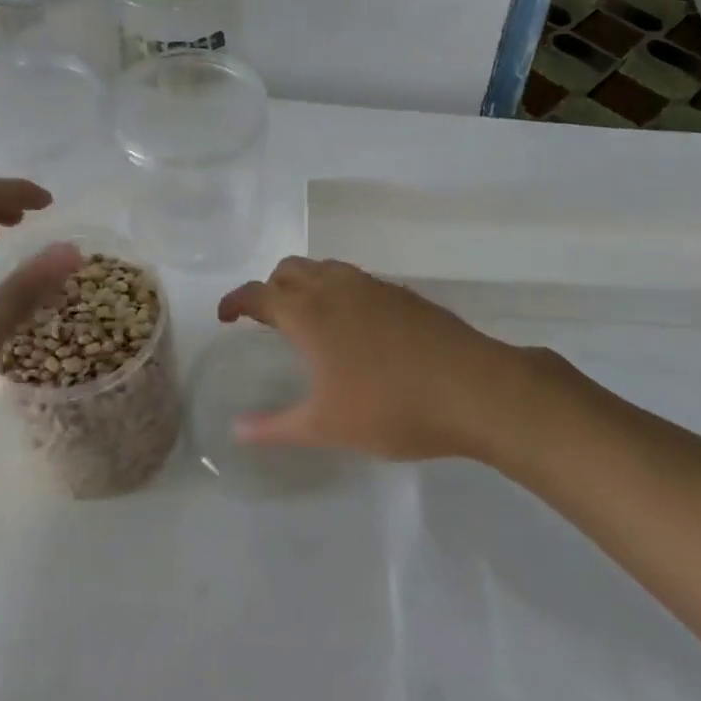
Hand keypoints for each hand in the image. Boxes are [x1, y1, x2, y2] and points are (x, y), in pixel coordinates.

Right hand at [217, 258, 561, 461]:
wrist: (475, 389)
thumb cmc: (391, 408)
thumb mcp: (326, 426)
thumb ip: (275, 427)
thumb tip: (237, 431)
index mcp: (309, 313)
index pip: (259, 292)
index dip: (236, 301)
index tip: (225, 317)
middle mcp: (336, 288)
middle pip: (290, 269)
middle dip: (271, 288)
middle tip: (268, 321)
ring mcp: (373, 287)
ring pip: (326, 269)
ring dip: (306, 285)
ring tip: (309, 322)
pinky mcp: (403, 295)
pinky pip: (356, 280)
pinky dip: (339, 292)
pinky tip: (355, 329)